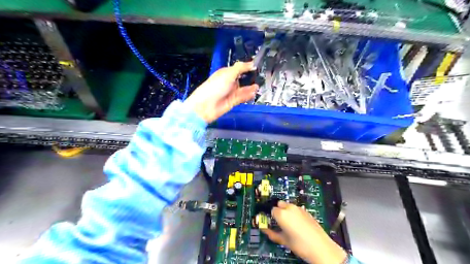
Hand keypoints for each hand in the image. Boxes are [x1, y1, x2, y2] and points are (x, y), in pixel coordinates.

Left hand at [184, 61, 258, 123]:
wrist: (206, 106)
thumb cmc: (215, 86)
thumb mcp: (228, 74)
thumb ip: (240, 68)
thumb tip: (251, 63)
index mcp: (226, 73)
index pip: (238, 68)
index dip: (247, 67)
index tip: (257, 66)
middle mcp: (229, 82)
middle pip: (242, 79)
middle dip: (250, 78)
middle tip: (261, 77)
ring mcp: (231, 92)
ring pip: (243, 89)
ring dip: (250, 87)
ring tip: (258, 85)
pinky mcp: (233, 101)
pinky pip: (242, 97)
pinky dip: (248, 95)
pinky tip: (254, 92)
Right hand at [263, 200, 346, 263]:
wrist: (321, 248)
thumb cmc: (301, 245)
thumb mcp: (283, 240)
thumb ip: (271, 233)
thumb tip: (265, 230)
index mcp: (282, 214)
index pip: (271, 210)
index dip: (271, 217)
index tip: (272, 222)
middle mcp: (290, 208)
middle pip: (279, 204)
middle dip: (278, 211)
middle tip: (279, 222)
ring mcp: (299, 209)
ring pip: (288, 205)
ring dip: (286, 211)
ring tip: (289, 224)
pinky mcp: (306, 211)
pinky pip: (296, 209)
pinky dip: (294, 213)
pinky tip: (297, 224)